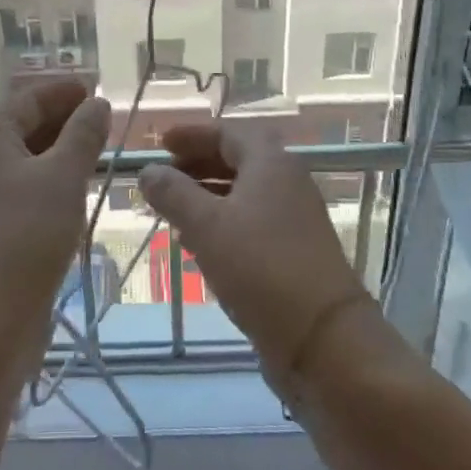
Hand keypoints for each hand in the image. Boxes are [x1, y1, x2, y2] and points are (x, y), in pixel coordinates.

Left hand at [0, 80, 110, 333]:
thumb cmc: (26, 237)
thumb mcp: (64, 178)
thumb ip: (83, 135)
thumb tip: (97, 104)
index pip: (28, 98)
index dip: (65, 92)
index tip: (98, 91)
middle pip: (21, 125)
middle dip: (63, 120)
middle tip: (103, 123)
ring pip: (21, 158)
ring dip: (57, 151)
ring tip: (95, 153)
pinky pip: (17, 186)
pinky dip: (45, 179)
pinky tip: (72, 190)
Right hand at [139, 121, 377, 374]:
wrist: (322, 337)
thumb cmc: (260, 267)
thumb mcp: (206, 225)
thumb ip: (173, 193)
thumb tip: (148, 170)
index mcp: (271, 163)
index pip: (228, 132)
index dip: (192, 134)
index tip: (161, 142)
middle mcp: (287, 182)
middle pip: (237, 160)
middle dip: (196, 164)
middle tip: (161, 177)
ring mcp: (294, 218)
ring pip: (243, 193)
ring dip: (206, 195)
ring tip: (170, 210)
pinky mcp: (294, 251)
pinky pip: (251, 221)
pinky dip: (221, 222)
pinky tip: (197, 243)